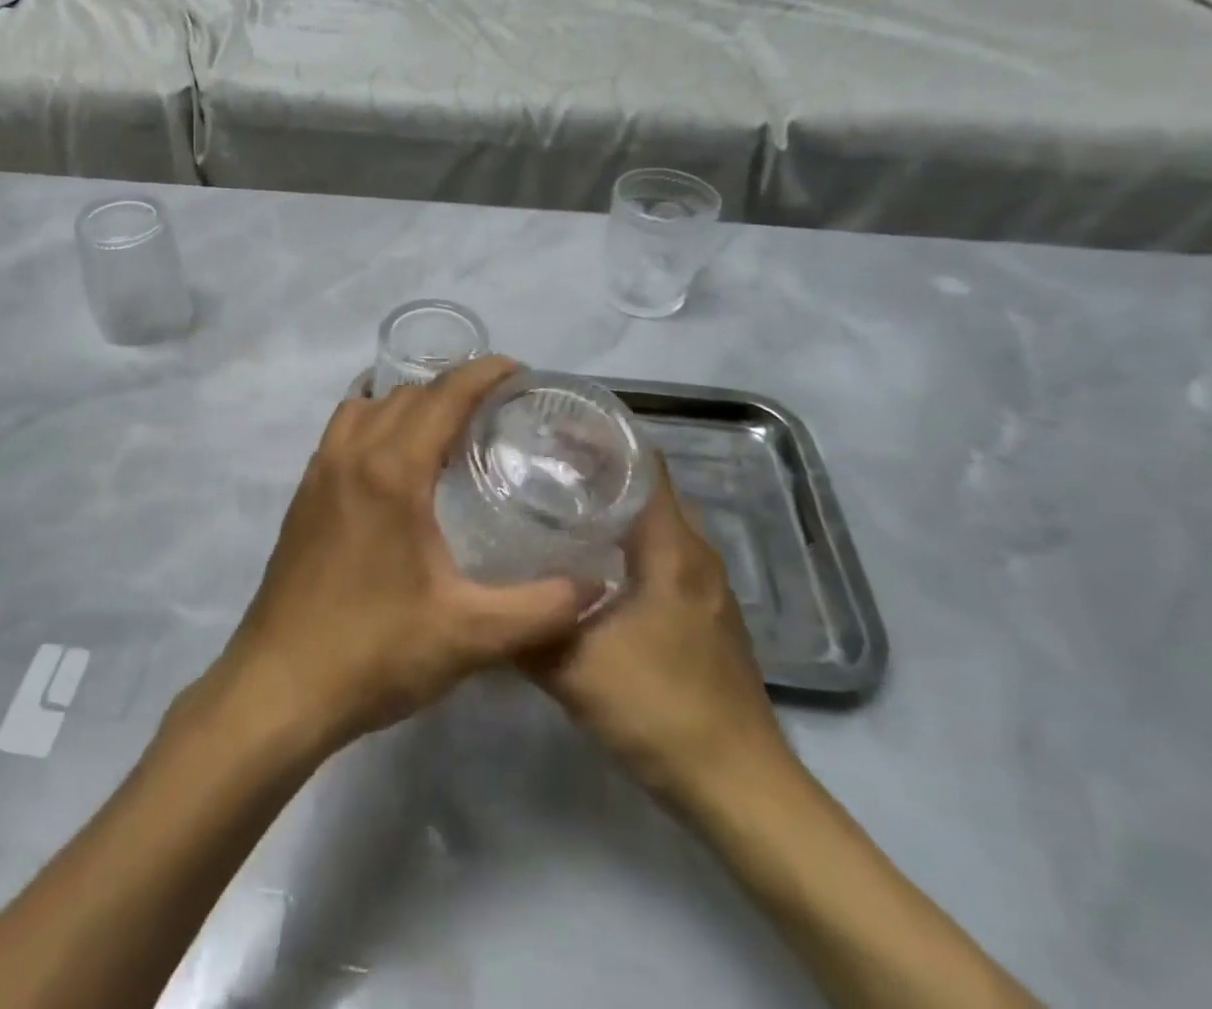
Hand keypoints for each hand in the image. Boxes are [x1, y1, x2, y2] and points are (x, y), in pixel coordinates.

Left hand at [210, 356, 602, 755]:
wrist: (279, 685)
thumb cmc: (374, 653)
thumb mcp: (470, 636)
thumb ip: (542, 608)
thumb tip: (597, 586)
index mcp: (392, 472)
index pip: (443, 396)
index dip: (483, 373)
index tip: (518, 370)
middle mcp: (351, 455)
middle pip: (407, 394)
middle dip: (453, 385)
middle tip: (496, 405)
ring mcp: (320, 471)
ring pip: (368, 405)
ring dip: (409, 399)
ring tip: (446, 421)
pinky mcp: (303, 494)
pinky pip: (342, 429)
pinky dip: (373, 418)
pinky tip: (393, 455)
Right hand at [527, 457, 792, 814]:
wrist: (739, 787)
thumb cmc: (661, 710)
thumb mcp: (574, 667)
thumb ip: (522, 627)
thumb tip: (473, 593)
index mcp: (672, 548)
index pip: (642, 462)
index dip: (599, 435)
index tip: (549, 425)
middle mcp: (694, 553)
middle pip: (645, 485)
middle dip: (594, 465)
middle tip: (534, 458)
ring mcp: (703, 585)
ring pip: (651, 521)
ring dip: (608, 503)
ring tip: (549, 497)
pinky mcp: (700, 612)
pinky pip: (657, 552)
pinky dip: (621, 538)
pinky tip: (582, 558)